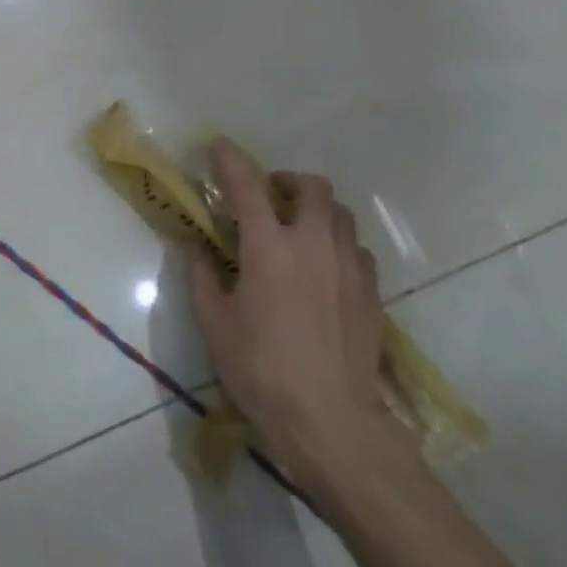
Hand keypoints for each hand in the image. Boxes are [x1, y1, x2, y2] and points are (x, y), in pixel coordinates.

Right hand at [185, 140, 406, 496]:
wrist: (331, 422)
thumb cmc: (261, 370)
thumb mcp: (215, 324)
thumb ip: (202, 277)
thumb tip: (195, 247)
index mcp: (269, 248)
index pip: (247, 187)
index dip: (230, 160)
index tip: (218, 144)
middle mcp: (314, 244)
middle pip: (312, 187)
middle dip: (288, 180)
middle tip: (269, 195)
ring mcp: (349, 267)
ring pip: (341, 215)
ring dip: (317, 209)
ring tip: (298, 229)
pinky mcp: (372, 293)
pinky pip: (357, 249)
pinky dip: (338, 243)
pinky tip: (324, 268)